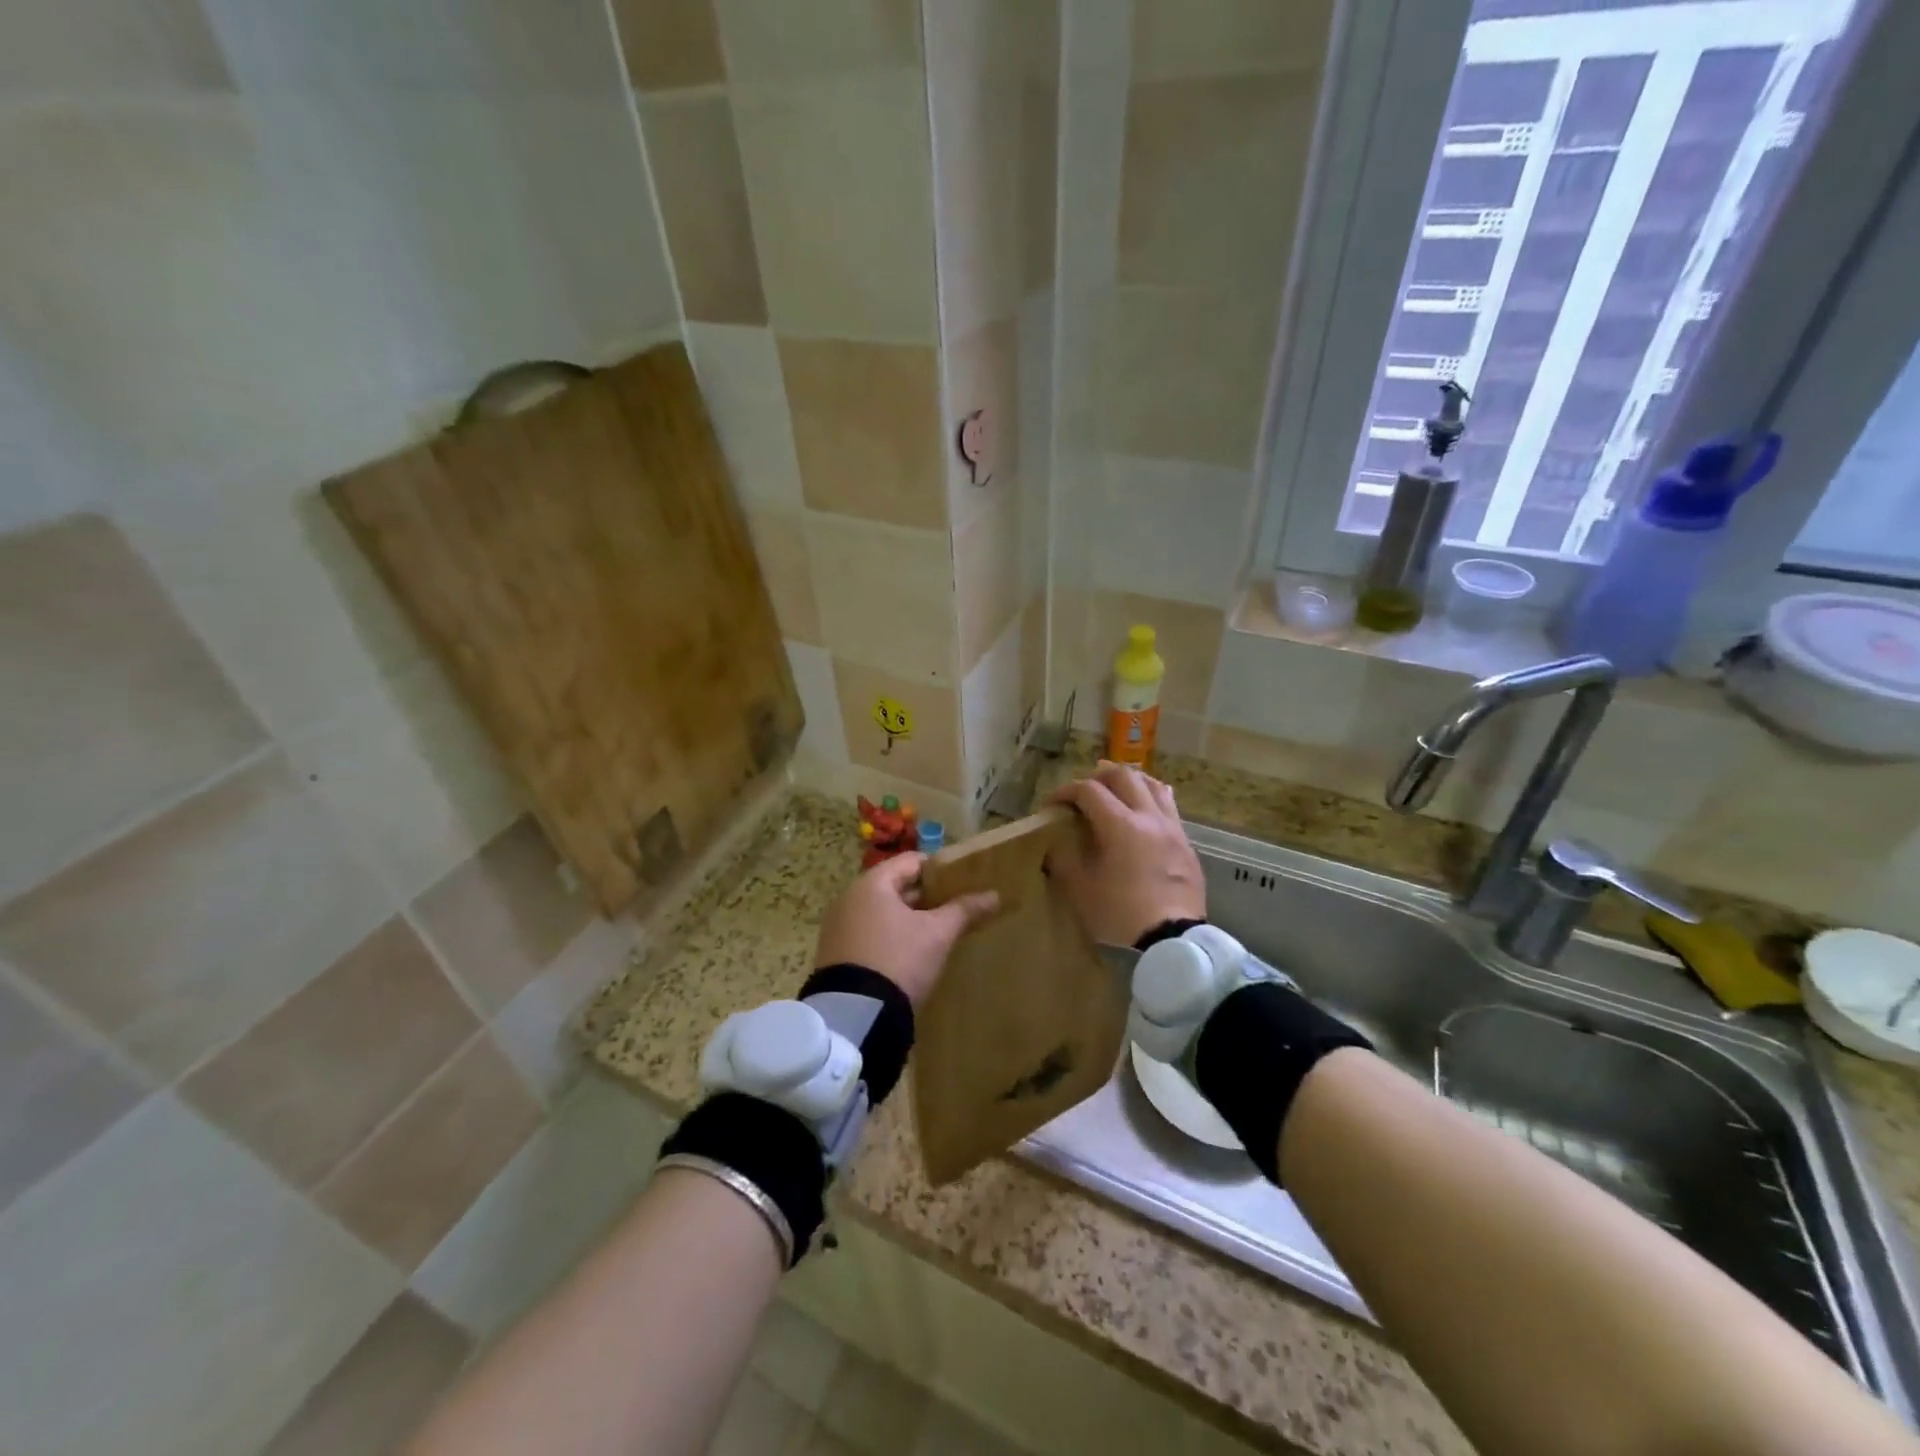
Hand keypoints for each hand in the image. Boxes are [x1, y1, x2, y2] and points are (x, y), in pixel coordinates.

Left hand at [813, 853, 998, 1006]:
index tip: (962, 881)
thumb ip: (964, 910)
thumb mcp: (937, 934)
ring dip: (908, 919)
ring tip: (937, 932)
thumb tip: (994, 895)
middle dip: (925, 896)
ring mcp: (839, 927)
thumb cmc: (899, 959)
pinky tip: (910, 954)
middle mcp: (849, 898)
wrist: (855, 1015)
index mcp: (872, 884)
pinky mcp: (836, 954)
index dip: (939, 869)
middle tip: (954, 908)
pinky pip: (869, 934)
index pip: (911, 862)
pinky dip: (890, 937)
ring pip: (882, 912)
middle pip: (895, 886)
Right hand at [1046, 762, 1205, 947]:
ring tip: (1116, 792)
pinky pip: (1169, 806)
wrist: (1174, 940)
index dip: (1065, 791)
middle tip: (1083, 791)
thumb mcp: (1081, 890)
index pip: (1089, 790)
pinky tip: (1143, 814)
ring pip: (1153, 784)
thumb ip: (1064, 860)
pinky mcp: (1186, 843)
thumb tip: (1054, 845)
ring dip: (1130, 781)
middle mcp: (1149, 817)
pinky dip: (1150, 799)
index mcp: (1120, 825)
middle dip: (1099, 777)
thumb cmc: (1122, 914)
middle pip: (1124, 776)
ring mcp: (1172, 828)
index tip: (1052, 805)